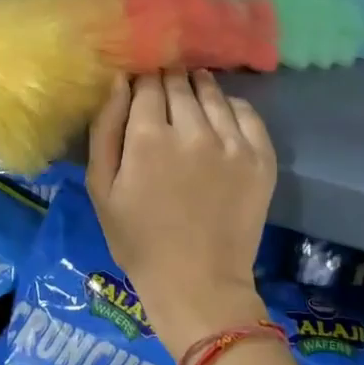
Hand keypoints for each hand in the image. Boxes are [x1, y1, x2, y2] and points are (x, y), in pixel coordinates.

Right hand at [86, 71, 277, 361]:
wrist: (197, 283)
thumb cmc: (139, 240)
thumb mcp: (102, 188)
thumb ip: (105, 129)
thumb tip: (118, 81)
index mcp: (149, 137)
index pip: (147, 84)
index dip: (142, 82)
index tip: (140, 90)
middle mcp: (193, 130)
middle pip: (180, 83)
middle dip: (169, 81)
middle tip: (164, 93)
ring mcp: (232, 143)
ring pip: (213, 93)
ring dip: (199, 88)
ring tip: (192, 97)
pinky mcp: (261, 157)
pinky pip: (247, 113)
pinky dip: (231, 107)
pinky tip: (220, 117)